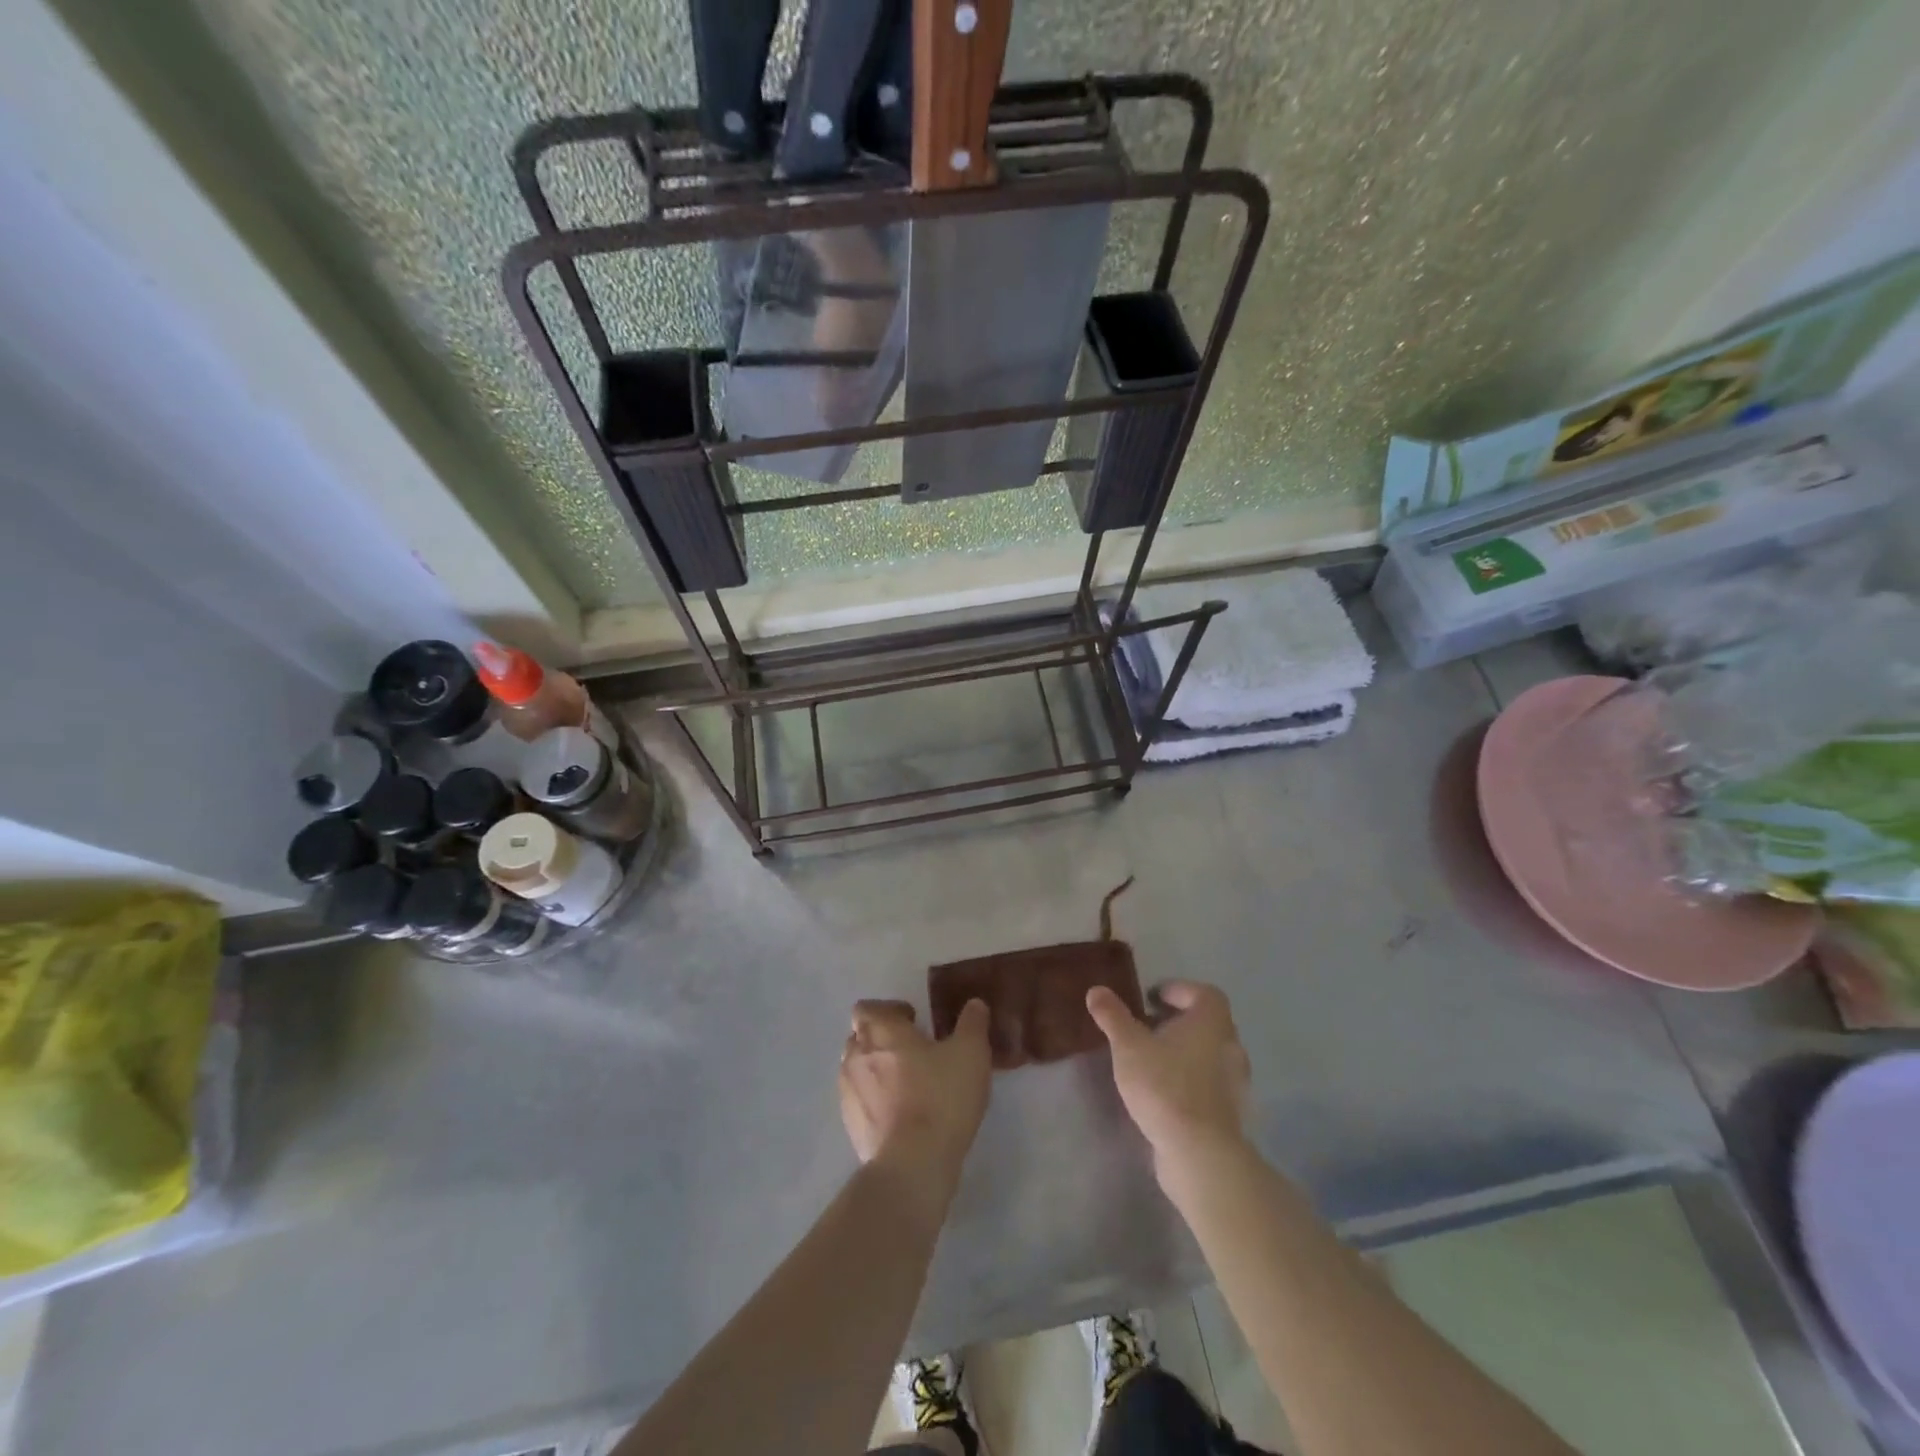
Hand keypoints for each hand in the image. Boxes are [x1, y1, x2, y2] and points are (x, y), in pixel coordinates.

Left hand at [839, 999, 991, 1180]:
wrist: (913, 1164)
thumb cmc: (941, 1098)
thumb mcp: (971, 1053)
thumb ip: (972, 1023)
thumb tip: (974, 1004)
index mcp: (881, 1031)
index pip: (867, 1008)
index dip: (888, 1010)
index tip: (914, 1021)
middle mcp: (857, 1055)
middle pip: (859, 1036)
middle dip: (881, 1038)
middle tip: (913, 1050)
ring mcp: (849, 1092)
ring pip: (857, 1068)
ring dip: (875, 1068)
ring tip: (906, 1083)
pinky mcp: (851, 1126)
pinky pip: (859, 1100)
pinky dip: (874, 1099)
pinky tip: (900, 1113)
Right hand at [1086, 980, 1251, 1183]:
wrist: (1199, 1153)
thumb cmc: (1164, 1086)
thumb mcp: (1128, 1046)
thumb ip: (1113, 1016)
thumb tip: (1096, 990)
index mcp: (1212, 1022)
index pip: (1206, 993)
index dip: (1180, 991)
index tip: (1154, 999)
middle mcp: (1231, 1046)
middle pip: (1208, 1023)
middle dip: (1180, 1022)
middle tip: (1149, 1027)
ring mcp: (1236, 1082)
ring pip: (1210, 1054)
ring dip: (1186, 1052)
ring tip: (1155, 1060)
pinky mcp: (1232, 1112)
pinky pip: (1212, 1083)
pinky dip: (1193, 1080)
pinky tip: (1168, 1093)